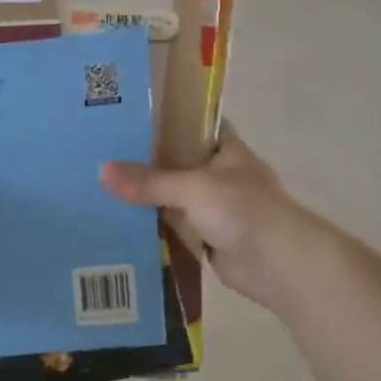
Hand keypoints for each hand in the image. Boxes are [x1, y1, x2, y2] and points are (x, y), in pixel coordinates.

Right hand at [101, 122, 338, 314]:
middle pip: (176, 160)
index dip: (165, 117)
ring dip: (146, 196)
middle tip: (100, 152)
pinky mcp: (207, 237)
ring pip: (172, 196)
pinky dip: (152, 226)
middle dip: (144, 159)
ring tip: (99, 185)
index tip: (128, 115)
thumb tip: (102, 171)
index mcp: (225, 149)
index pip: (193, 123)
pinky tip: (119, 221)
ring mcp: (214, 207)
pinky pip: (173, 226)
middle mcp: (219, 174)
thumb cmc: (244, 210)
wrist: (281, 265)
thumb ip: (149, 181)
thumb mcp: (193, 187)